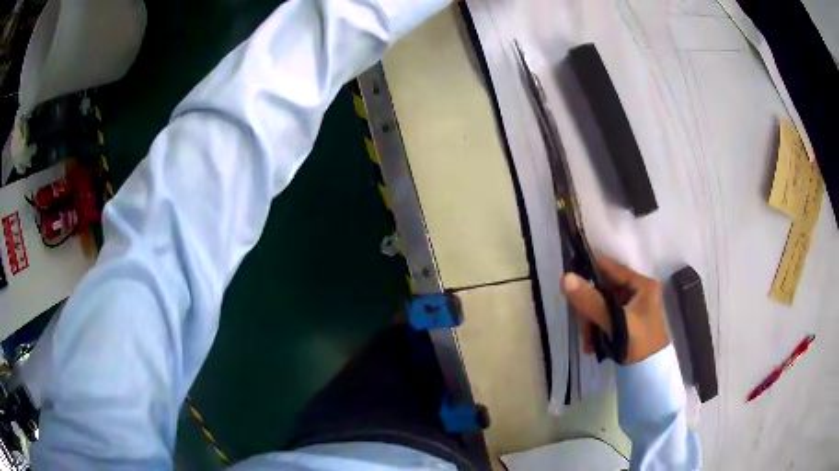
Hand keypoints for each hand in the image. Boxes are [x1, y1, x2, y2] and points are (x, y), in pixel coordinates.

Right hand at [561, 255, 668, 363]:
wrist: (649, 376)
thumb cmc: (639, 345)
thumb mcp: (615, 323)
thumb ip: (592, 302)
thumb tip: (566, 278)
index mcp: (642, 285)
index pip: (611, 268)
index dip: (590, 270)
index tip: (568, 279)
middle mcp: (638, 291)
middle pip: (604, 289)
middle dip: (590, 308)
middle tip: (583, 327)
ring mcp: (633, 307)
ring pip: (602, 305)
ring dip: (591, 322)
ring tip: (588, 343)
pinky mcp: (627, 321)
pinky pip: (605, 317)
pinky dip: (596, 329)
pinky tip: (592, 345)